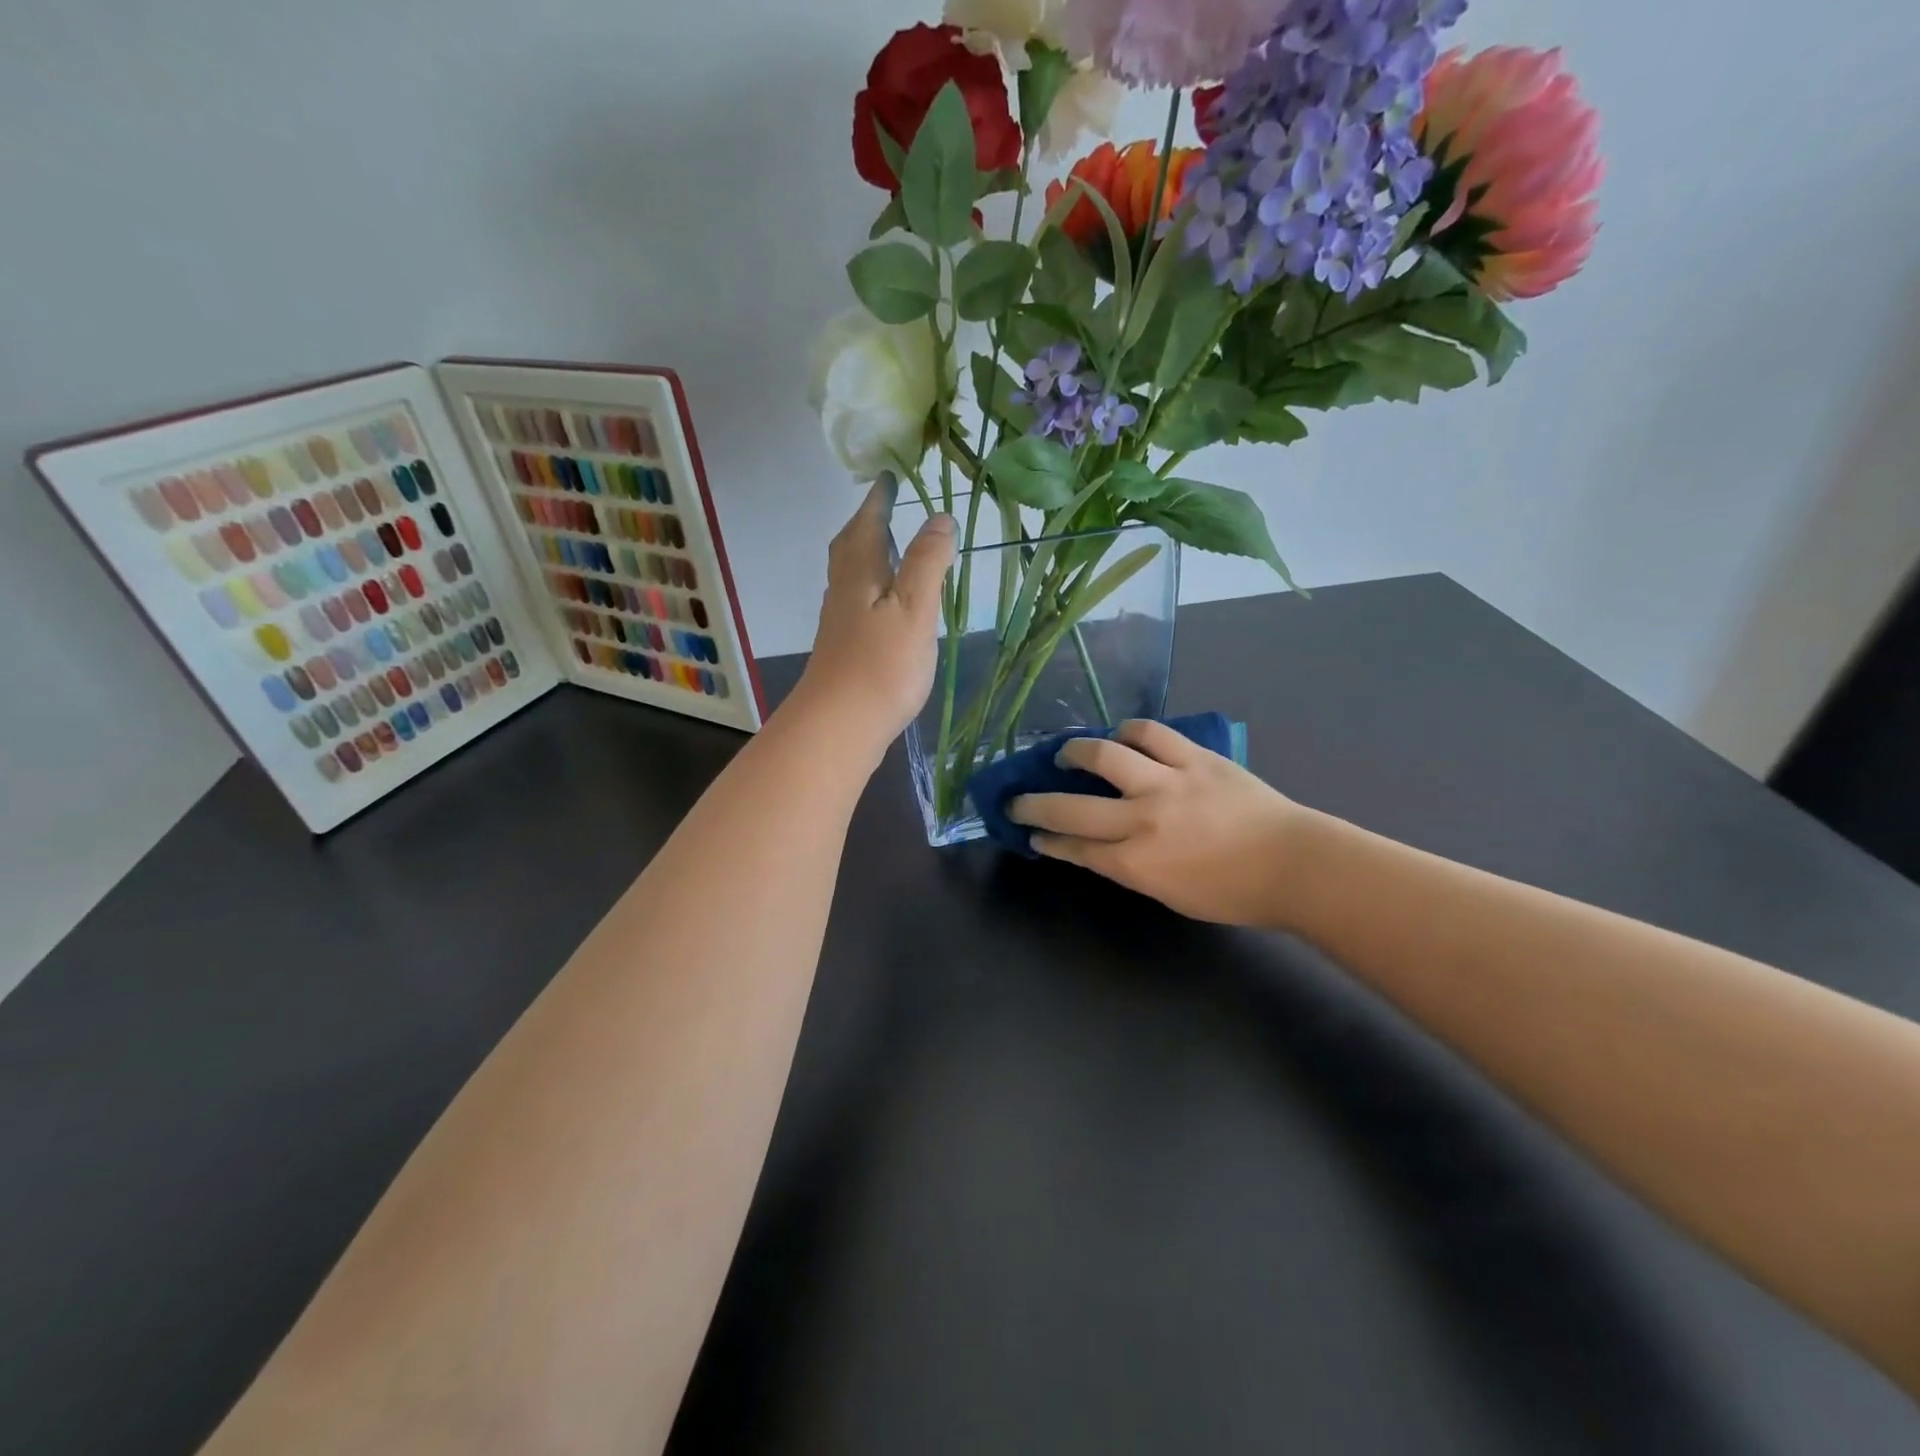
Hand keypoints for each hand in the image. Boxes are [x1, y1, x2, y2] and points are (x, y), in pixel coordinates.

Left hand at [787, 475, 955, 763]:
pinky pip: (855, 601)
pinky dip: (869, 586)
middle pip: (850, 547)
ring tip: (888, 549)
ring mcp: (840, 622)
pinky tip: (883, 604)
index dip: (879, 501)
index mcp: (861, 574)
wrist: (840, 725)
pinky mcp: (844, 649)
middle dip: (866, 523)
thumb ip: (927, 562)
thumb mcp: (914, 608)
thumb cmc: (881, 665)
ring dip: (866, 554)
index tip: (889, 477)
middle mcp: (844, 591)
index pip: (869, 525)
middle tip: (883, 508)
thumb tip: (939, 518)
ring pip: (850, 575)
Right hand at [1008, 719, 1305, 927]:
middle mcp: (1142, 819)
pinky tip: (1122, 736)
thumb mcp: (1169, 893)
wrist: (1294, 864)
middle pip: (1069, 807)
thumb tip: (1099, 845)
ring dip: (1075, 752)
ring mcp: (1168, 782)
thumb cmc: (1232, 892)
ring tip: (1066, 754)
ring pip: (1104, 754)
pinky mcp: (1194, 757)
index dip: (1046, 840)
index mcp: (1136, 863)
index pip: (1073, 848)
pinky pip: (1150, 733)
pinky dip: (1129, 732)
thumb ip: (1129, 867)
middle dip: (1033, 804)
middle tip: (1017, 799)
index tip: (1030, 834)